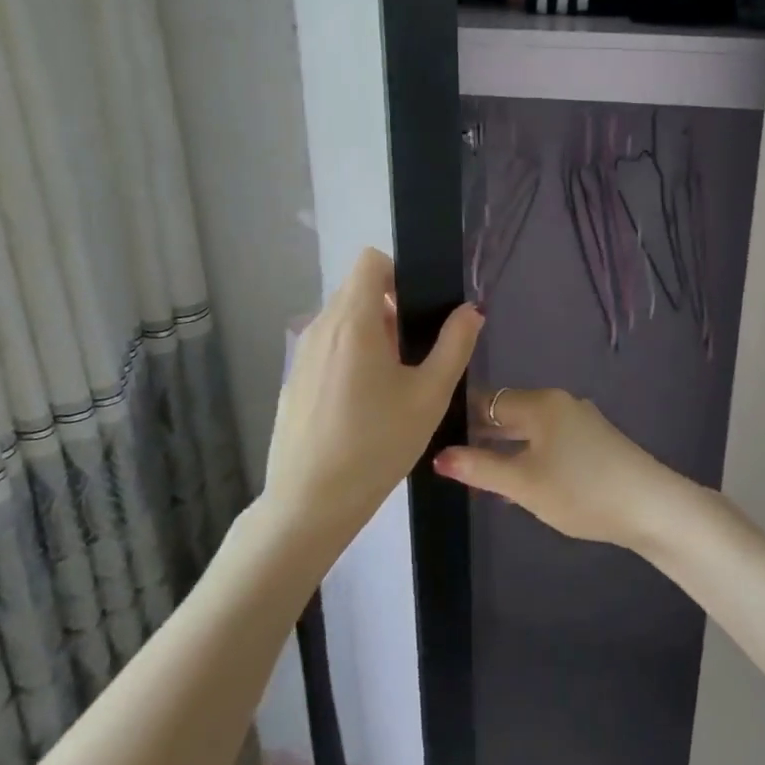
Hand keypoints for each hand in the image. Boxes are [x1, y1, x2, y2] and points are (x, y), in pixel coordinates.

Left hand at [263, 248, 483, 540]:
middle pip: (356, 292)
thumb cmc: (377, 444)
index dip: (398, 274)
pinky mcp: (293, 381)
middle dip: (389, 310)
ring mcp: (301, 355)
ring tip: (391, 384)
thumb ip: (455, 345)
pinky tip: (362, 408)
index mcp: (352, 321)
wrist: (310, 503)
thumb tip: (470, 310)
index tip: (417, 311)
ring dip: (370, 336)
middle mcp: (320, 327)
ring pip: (341, 322)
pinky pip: (326, 350)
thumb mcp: (429, 395)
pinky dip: (348, 359)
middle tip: (414, 355)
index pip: (370, 261)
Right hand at [432, 387, 693, 550]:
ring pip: (529, 429)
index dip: (459, 416)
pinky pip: (548, 441)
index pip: (487, 400)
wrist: (651, 506)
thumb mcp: (524, 484)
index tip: (433, 434)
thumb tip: (439, 455)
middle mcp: (559, 403)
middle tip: (449, 457)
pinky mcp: (594, 442)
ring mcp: (580, 422)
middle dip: (481, 434)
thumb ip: (480, 468)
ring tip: (476, 472)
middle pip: (509, 412)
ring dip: (504, 448)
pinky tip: (518, 480)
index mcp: (540, 403)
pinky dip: (528, 455)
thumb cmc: (581, 490)